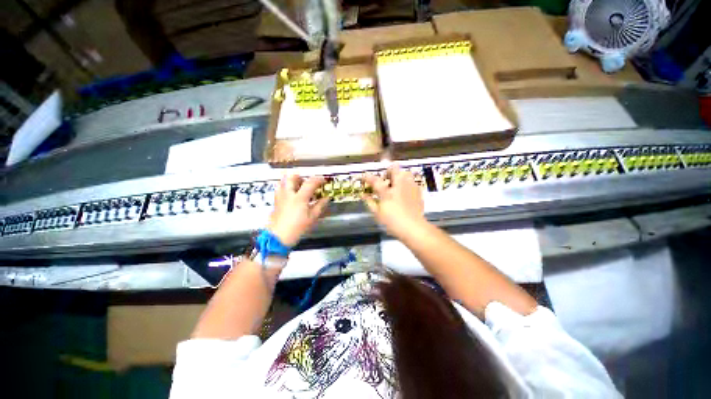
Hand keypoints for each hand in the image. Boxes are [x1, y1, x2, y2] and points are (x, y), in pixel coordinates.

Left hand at [267, 175, 329, 245]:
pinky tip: (290, 196)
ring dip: (292, 181)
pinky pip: (280, 188)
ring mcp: (280, 196)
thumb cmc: (297, 228)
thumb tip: (326, 198)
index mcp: (299, 197)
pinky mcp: (275, 201)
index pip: (310, 182)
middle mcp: (288, 193)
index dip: (319, 179)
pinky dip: (286, 188)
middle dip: (301, 177)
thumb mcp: (312, 218)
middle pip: (293, 176)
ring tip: (298, 188)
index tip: (324, 180)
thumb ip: (320, 205)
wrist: (279, 236)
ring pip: (284, 180)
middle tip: (307, 183)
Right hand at [362, 164, 426, 238]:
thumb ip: (370, 202)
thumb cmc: (393, 222)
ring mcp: (411, 187)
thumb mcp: (378, 214)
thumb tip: (364, 195)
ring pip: (405, 173)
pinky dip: (408, 184)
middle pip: (394, 169)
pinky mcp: (419, 192)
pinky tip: (406, 193)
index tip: (364, 177)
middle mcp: (399, 185)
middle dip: (388, 171)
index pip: (375, 180)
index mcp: (387, 191)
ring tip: (397, 185)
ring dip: (400, 176)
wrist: (414, 228)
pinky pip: (412, 182)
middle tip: (385, 179)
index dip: (368, 177)